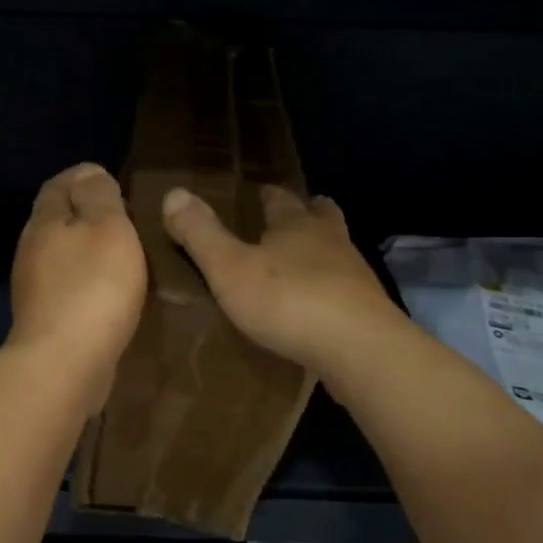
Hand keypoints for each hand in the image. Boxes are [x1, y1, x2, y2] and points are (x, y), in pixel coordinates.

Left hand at [8, 164, 147, 404]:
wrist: (63, 364)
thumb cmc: (92, 287)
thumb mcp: (108, 227)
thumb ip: (99, 196)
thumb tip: (88, 172)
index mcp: (44, 222)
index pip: (58, 185)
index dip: (83, 178)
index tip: (112, 182)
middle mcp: (31, 250)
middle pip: (57, 221)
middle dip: (85, 215)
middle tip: (124, 218)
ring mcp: (34, 289)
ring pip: (62, 256)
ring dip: (87, 252)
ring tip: (123, 255)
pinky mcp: (45, 321)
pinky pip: (68, 288)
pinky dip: (87, 282)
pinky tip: (109, 294)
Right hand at [161, 184, 406, 376]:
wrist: (360, 350)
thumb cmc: (288, 301)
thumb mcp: (229, 267)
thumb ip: (200, 233)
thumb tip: (173, 192)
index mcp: (296, 225)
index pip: (281, 199)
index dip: (268, 195)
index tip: (260, 192)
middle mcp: (331, 241)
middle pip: (322, 216)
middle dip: (308, 213)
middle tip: (295, 216)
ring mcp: (355, 276)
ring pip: (338, 251)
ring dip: (323, 251)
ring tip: (305, 263)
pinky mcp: (368, 312)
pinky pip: (346, 291)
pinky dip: (332, 290)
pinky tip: (321, 308)